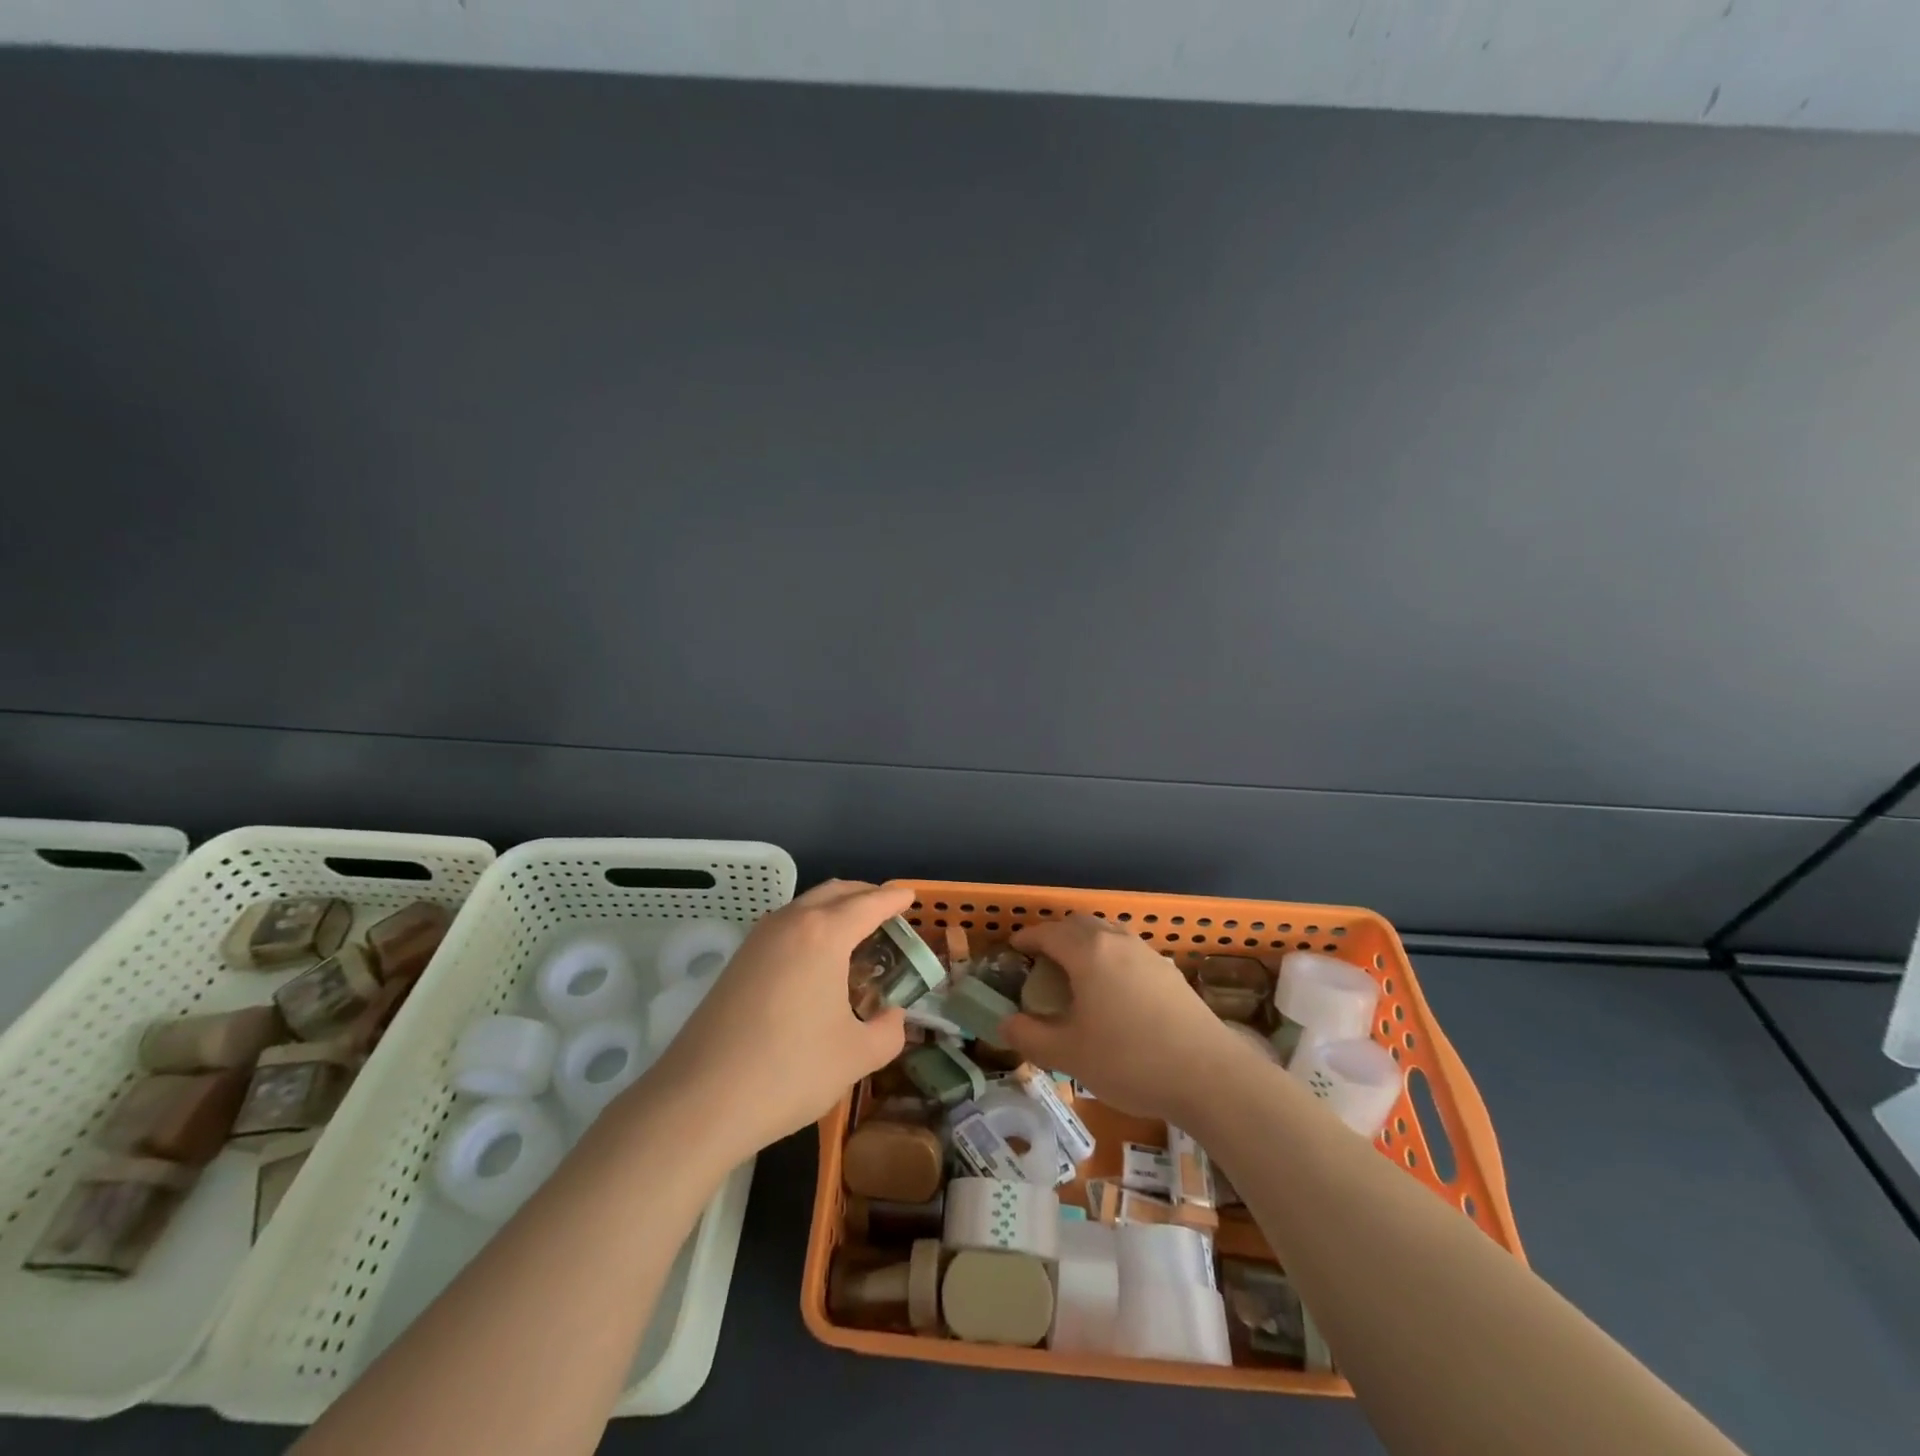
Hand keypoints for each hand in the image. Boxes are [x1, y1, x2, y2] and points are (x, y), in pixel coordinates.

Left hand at [643, 880, 911, 1159]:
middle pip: (835, 892)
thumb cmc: (789, 1071)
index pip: (869, 903)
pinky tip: (816, 963)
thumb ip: (889, 1031)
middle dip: (864, 896)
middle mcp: (790, 923)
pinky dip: (810, 929)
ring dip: (834, 911)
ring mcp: (758, 940)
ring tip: (855, 938)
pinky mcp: (737, 962)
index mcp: (824, 934)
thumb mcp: (857, 1057)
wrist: (698, 1101)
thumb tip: (892, 1016)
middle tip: (887, 914)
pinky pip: (785, 928)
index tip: (910, 897)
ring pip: (805, 907)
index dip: (894, 899)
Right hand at [1001, 914, 1244, 1123]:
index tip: (1013, 949)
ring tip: (1074, 971)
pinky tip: (1112, 990)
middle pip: (1079, 924)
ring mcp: (1147, 954)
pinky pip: (1128, 950)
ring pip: (1108, 933)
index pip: (1048, 932)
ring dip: (1085, 942)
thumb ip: (1030, 1037)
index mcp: (1088, 952)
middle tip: (1040, 959)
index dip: (1027, 939)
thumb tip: (1006, 1024)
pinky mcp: (1169, 972)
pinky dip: (1109, 956)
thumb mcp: (1069, 1054)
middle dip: (1055, 935)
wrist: (1209, 1075)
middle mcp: (1117, 941)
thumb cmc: (1130, 1060)